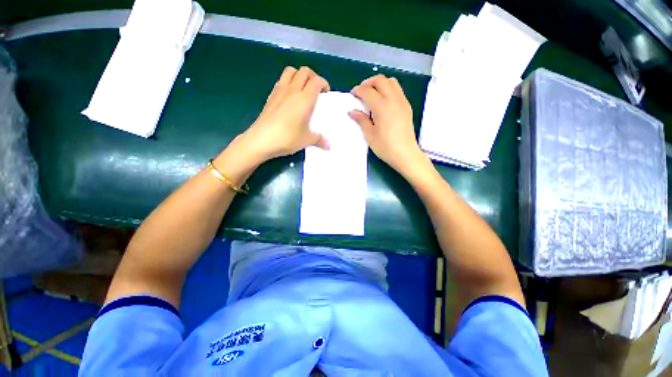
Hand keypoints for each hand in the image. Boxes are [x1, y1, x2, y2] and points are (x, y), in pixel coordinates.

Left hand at [242, 66, 329, 161]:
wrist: (261, 140)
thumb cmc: (287, 138)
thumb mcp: (307, 140)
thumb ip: (319, 140)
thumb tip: (329, 146)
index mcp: (305, 99)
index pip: (316, 81)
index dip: (324, 83)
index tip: (326, 93)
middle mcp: (292, 90)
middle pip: (304, 71)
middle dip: (313, 76)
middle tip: (316, 90)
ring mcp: (279, 91)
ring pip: (290, 71)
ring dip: (299, 76)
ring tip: (302, 89)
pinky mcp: (270, 96)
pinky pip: (281, 81)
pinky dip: (288, 83)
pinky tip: (289, 97)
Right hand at [349, 75, 425, 175]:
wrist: (405, 154)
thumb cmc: (385, 147)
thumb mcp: (369, 135)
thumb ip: (361, 120)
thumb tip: (352, 111)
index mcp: (382, 107)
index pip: (368, 91)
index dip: (358, 90)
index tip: (353, 94)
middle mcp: (393, 100)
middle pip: (380, 80)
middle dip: (368, 82)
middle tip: (361, 91)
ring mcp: (402, 102)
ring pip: (391, 82)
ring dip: (380, 83)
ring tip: (372, 93)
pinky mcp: (407, 106)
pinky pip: (398, 90)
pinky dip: (388, 89)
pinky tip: (383, 101)